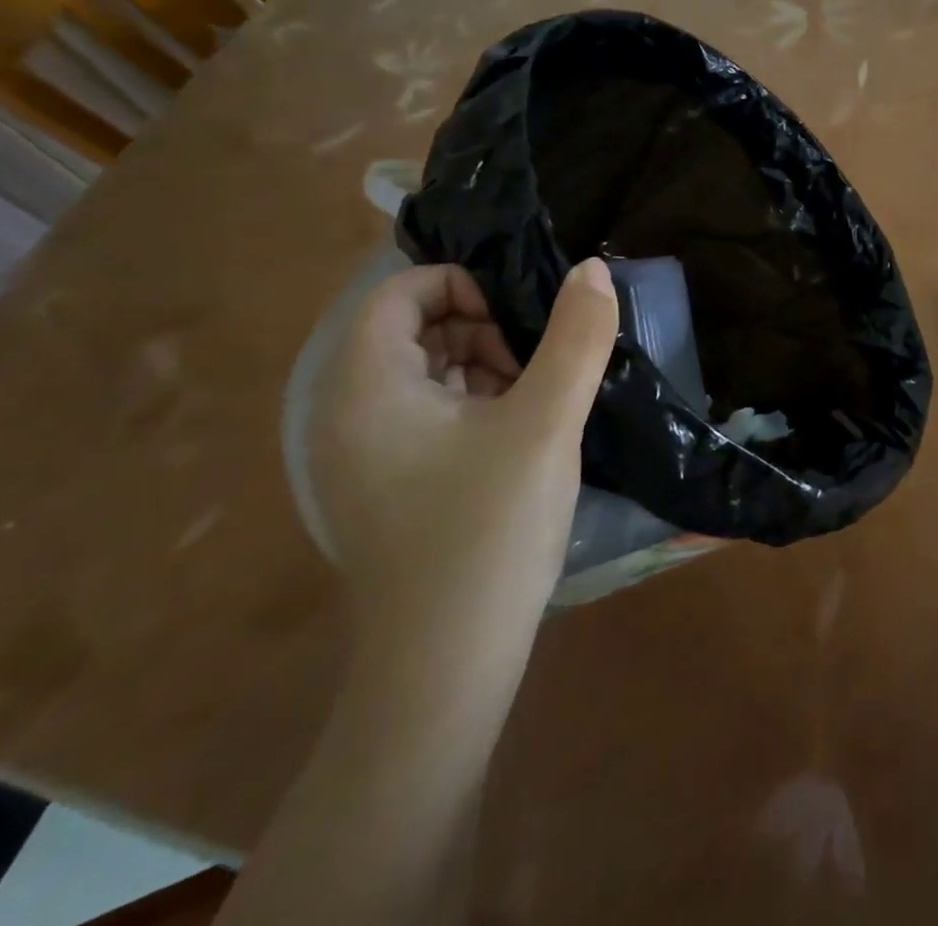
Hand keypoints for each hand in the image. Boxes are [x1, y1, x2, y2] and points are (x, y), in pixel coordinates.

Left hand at [306, 260, 618, 664]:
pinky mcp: (382, 487)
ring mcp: (359, 456)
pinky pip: (423, 415)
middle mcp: (346, 413)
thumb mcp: (547, 422)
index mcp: (366, 386)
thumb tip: (592, 269)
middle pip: (412, 328)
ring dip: (482, 369)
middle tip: (533, 373)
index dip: (466, 288)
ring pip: (423, 372)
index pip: (402, 291)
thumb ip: (576, 337)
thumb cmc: (490, 530)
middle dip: (481, 331)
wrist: (446, 668)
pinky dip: (470, 408)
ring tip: (531, 409)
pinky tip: (514, 443)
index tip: (520, 328)